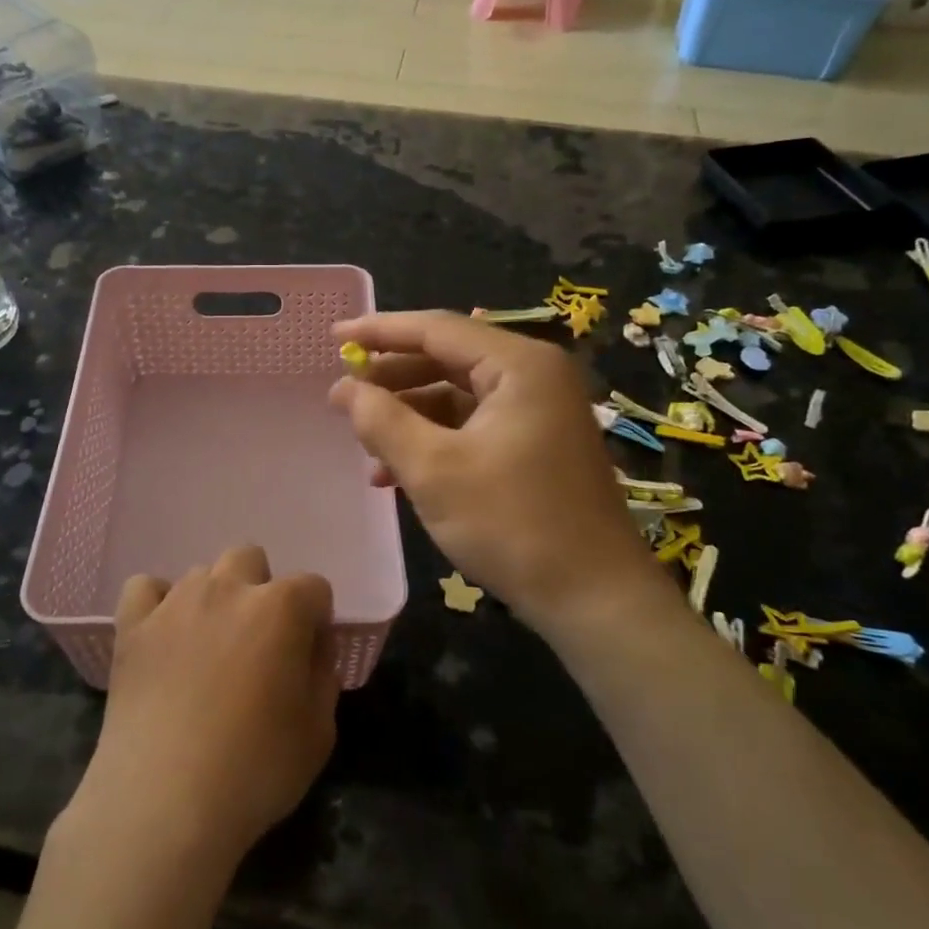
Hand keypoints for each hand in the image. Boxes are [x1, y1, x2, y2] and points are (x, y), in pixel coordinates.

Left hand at [72, 546, 338, 867]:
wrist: (164, 801)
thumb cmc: (255, 770)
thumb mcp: (318, 733)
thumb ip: (322, 677)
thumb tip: (311, 649)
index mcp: (281, 608)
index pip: (313, 588)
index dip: (316, 621)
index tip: (308, 658)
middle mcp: (228, 588)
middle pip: (251, 559)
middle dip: (261, 591)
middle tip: (257, 645)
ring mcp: (175, 602)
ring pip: (201, 574)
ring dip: (213, 601)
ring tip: (206, 651)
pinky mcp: (132, 625)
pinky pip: (145, 587)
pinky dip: (156, 604)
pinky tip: (162, 636)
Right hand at [329, 310, 664, 635]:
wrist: (594, 599)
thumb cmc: (512, 524)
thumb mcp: (433, 470)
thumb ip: (382, 420)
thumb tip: (344, 388)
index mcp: (519, 365)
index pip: (436, 329)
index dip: (380, 330)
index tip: (334, 336)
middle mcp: (533, 376)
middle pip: (447, 359)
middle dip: (391, 378)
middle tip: (343, 396)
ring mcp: (538, 411)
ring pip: (456, 396)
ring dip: (408, 416)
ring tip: (364, 443)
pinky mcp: (535, 444)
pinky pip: (472, 425)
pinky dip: (434, 441)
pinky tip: (396, 472)